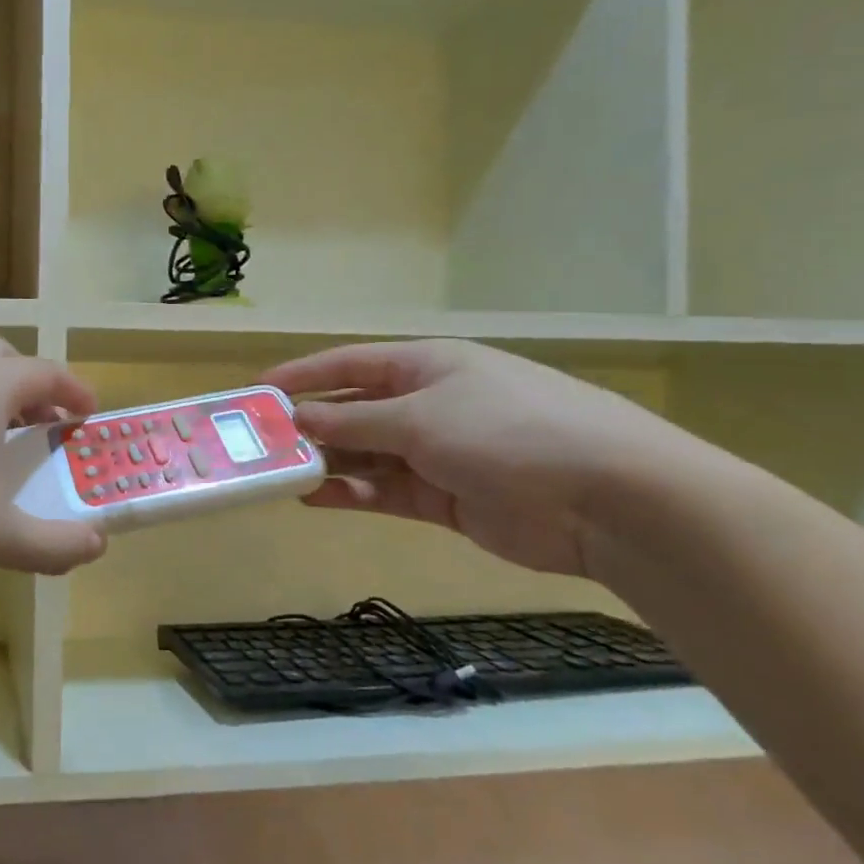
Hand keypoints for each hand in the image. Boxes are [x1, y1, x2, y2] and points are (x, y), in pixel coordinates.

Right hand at [263, 339, 706, 577]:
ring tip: (278, 473)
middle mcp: (428, 403)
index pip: (350, 363)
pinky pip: (384, 490)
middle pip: (354, 409)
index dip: (304, 374)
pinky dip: (352, 493)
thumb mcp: (421, 418)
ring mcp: (437, 452)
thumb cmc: (508, 431)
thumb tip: (298, 417)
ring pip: (366, 453)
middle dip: (310, 424)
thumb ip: (354, 420)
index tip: (257, 391)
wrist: (606, 499)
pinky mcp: (444, 498)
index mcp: (426, 365)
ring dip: (326, 461)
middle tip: (259, 443)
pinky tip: (315, 497)